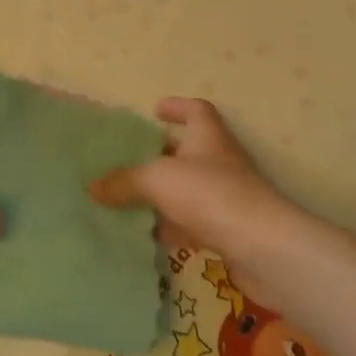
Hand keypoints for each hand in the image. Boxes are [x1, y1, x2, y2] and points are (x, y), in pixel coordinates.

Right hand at [91, 98, 300, 298]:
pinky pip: (196, 223)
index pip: (197, 110)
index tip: (156, 110)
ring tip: (132, 199)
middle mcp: (221, 161)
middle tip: (131, 159)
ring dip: (166, 194)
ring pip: (191, 189)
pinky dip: (175, 226)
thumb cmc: (210, 194)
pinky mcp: (231, 230)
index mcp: (208, 136)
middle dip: (162, 155)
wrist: (263, 248)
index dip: (177, 107)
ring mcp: (228, 197)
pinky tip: (152, 235)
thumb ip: (124, 182)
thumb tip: (93, 188)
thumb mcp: (156, 180)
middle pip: (190, 151)